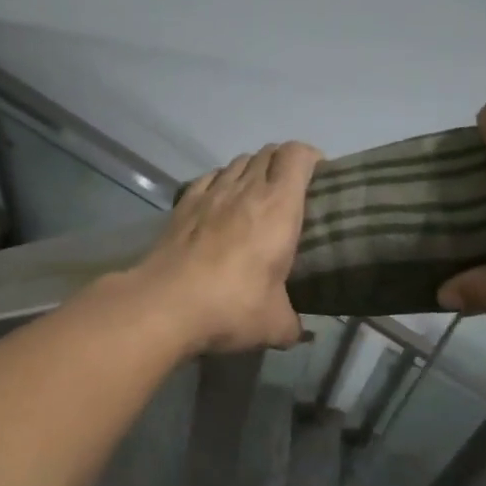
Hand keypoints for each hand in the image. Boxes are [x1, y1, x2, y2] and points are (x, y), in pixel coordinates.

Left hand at [130, 141, 322, 353]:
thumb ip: (292, 325)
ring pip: (237, 162)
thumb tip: (297, 332)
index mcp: (279, 207)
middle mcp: (246, 189)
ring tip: (255, 196)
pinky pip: (208, 178)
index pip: (298, 156)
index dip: (311, 157)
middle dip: (283, 163)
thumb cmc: (232, 307)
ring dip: (252, 170)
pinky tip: (219, 204)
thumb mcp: (274, 325)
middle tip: (291, 189)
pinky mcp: (182, 205)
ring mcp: (210, 193)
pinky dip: (220, 182)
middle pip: (268, 152)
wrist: (165, 304)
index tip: (319, 174)